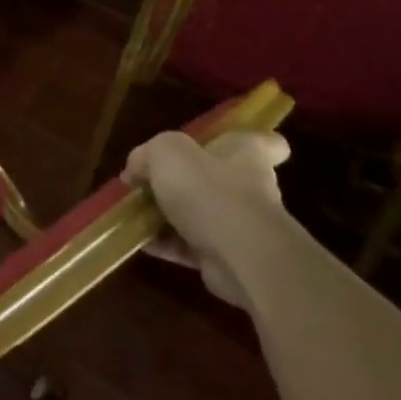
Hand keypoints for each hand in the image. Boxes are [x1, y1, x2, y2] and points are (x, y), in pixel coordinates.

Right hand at [123, 130, 297, 308]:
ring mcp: (241, 225)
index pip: (265, 143)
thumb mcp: (166, 153)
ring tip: (134, 215)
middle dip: (188, 182)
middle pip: (220, 178)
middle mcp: (250, 187)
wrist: (240, 257)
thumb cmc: (209, 190)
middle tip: (151, 183)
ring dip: (169, 215)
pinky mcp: (228, 257)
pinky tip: (140, 241)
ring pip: (202, 214)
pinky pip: (191, 246)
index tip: (221, 145)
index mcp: (246, 154)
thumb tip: (134, 170)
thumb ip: (147, 154)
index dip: (244, 142)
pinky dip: (167, 244)